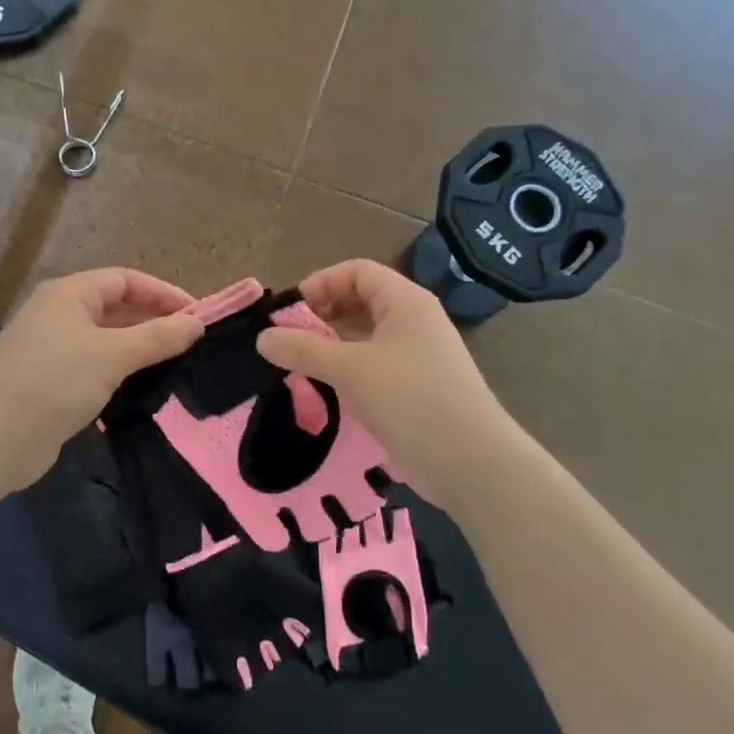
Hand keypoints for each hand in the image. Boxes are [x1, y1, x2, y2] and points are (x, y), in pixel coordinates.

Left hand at [0, 268, 205, 490]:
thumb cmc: (54, 382)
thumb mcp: (113, 355)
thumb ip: (158, 337)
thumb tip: (197, 324)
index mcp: (68, 294)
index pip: (125, 280)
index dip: (163, 293)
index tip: (199, 315)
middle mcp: (59, 315)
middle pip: (116, 308)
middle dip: (154, 321)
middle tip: (193, 342)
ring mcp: (53, 350)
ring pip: (107, 340)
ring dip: (140, 349)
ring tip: (177, 364)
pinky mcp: (53, 383)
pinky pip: (96, 367)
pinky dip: (121, 372)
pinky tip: (145, 388)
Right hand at [256, 259, 517, 504]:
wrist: (470, 461)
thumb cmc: (410, 400)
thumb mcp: (350, 370)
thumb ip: (304, 350)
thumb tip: (263, 338)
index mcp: (406, 302)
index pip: (358, 271)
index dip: (322, 282)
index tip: (290, 311)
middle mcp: (415, 321)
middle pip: (362, 301)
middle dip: (323, 314)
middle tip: (290, 339)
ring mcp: (418, 356)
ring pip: (367, 336)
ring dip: (333, 344)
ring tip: (301, 364)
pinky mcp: (416, 388)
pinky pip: (375, 365)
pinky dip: (348, 369)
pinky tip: (327, 388)